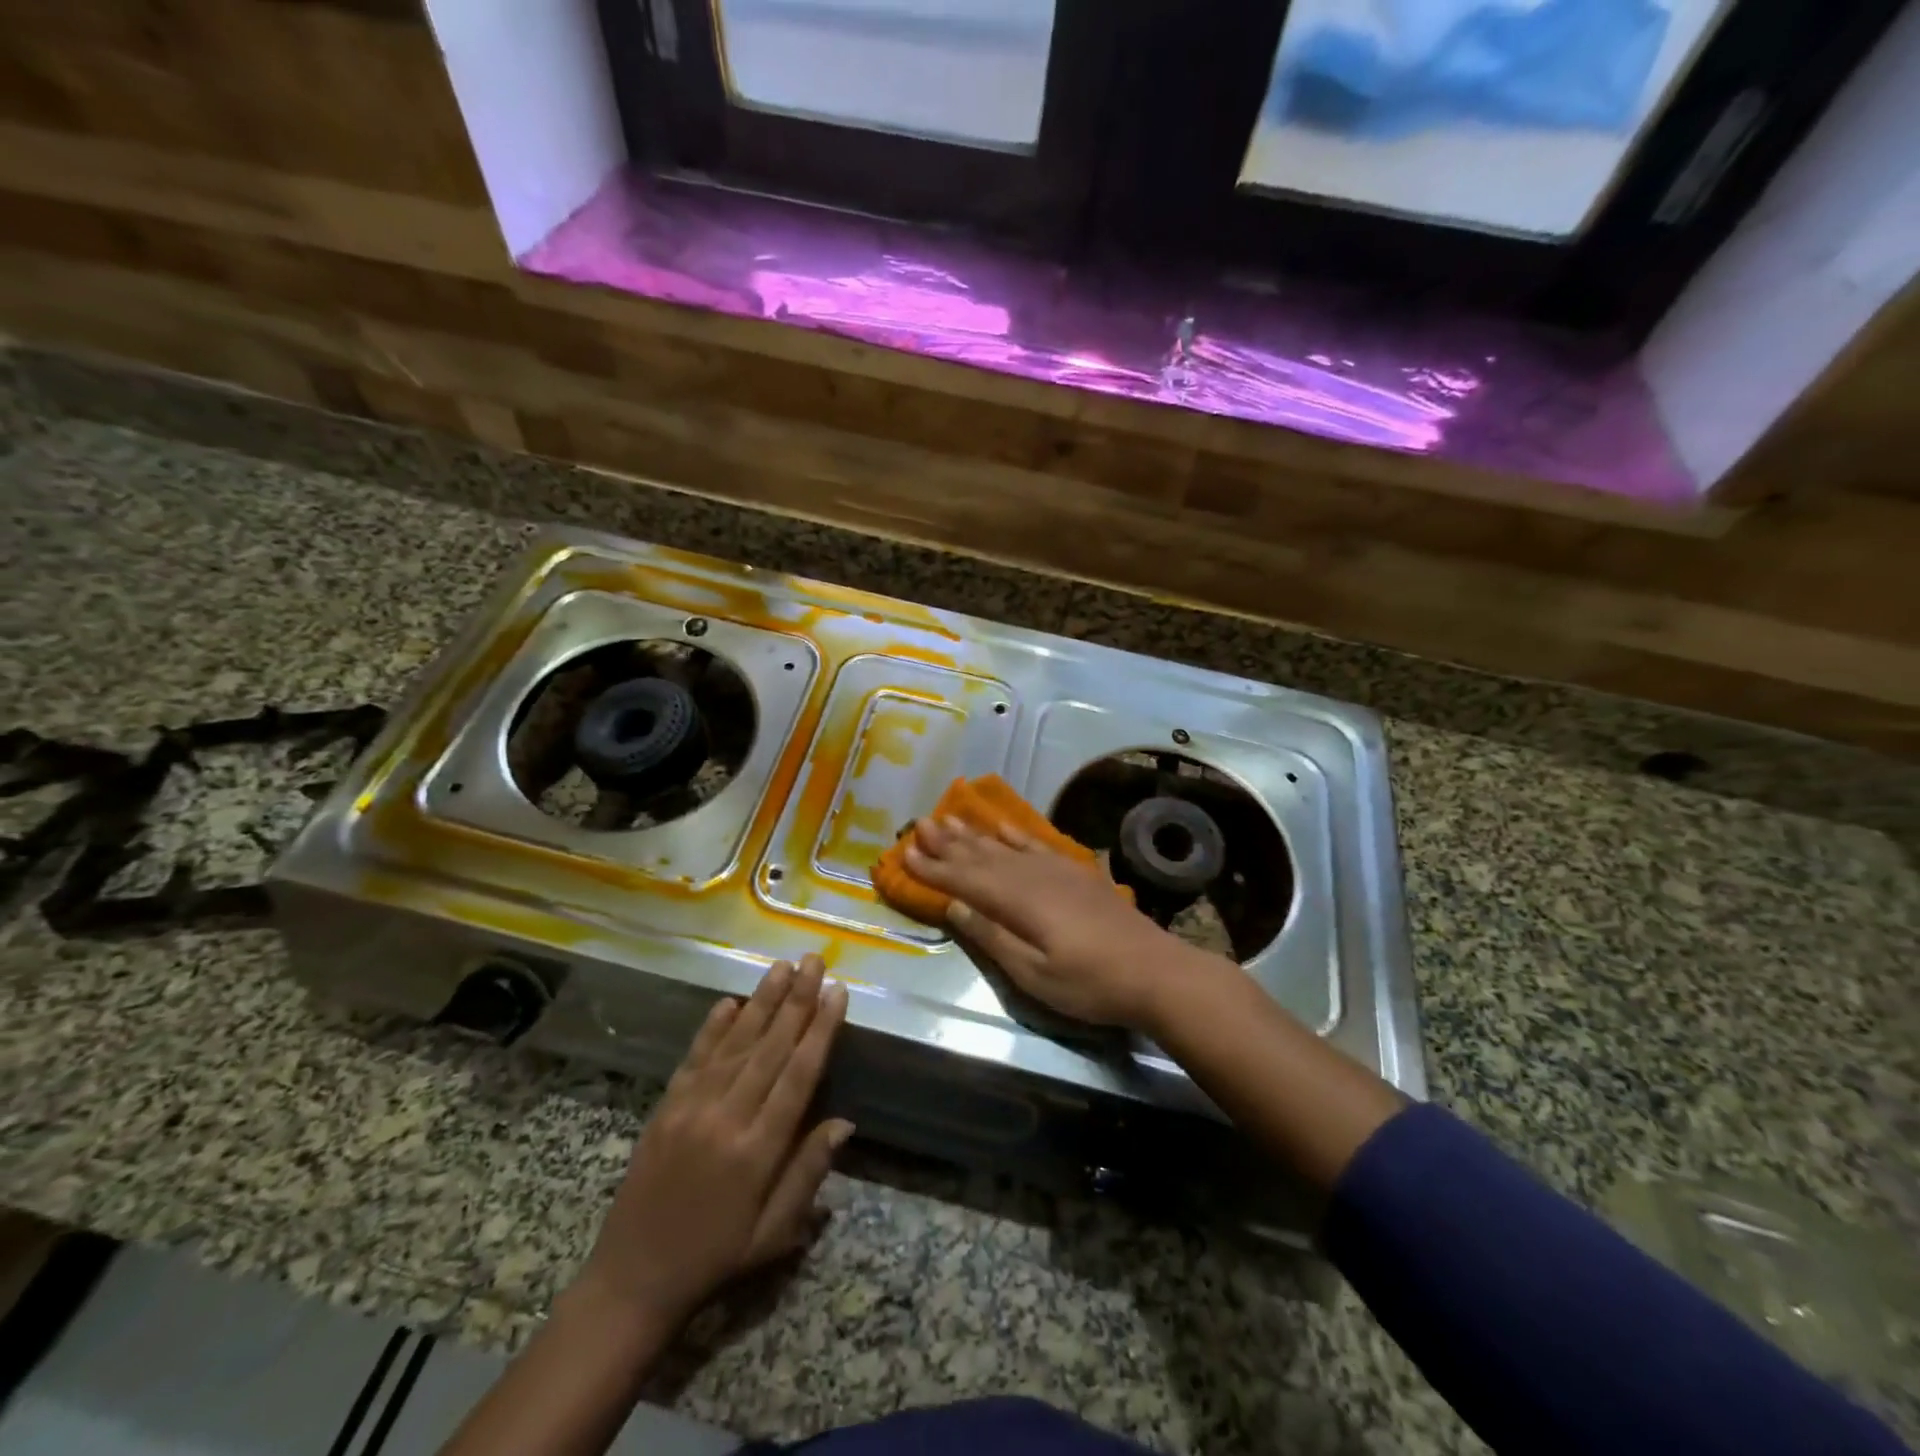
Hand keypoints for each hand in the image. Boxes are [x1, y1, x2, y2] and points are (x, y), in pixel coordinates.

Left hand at [577, 955, 851, 1331]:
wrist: (632, 1280)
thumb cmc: (716, 1258)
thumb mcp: (774, 1233)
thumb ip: (808, 1172)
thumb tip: (845, 1122)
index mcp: (757, 1151)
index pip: (798, 1076)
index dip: (820, 1030)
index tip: (837, 993)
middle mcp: (726, 1118)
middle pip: (770, 1048)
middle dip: (797, 1000)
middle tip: (814, 961)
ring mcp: (691, 1108)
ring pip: (735, 1043)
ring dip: (762, 1001)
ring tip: (782, 965)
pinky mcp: (666, 1106)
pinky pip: (695, 1057)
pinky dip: (713, 1026)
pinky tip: (731, 1001)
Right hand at [905, 816, 1190, 1029]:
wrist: (1156, 971)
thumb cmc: (1091, 983)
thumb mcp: (1035, 974)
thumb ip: (993, 937)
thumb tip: (955, 906)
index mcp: (1019, 902)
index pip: (965, 881)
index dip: (934, 869)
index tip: (905, 854)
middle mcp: (1033, 876)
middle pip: (981, 856)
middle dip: (947, 843)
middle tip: (918, 825)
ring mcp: (1057, 869)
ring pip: (1004, 845)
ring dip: (973, 834)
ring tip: (947, 819)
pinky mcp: (1076, 872)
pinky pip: (1035, 843)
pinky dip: (1013, 833)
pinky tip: (1000, 826)